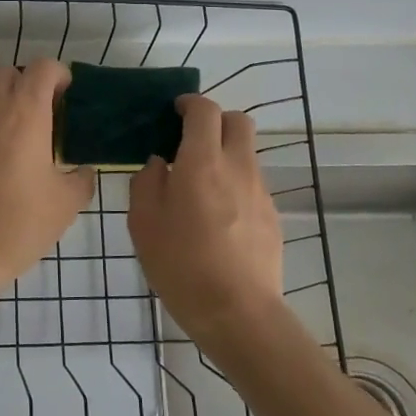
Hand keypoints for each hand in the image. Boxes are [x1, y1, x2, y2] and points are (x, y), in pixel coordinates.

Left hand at [0, 59, 96, 292]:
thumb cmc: (19, 223)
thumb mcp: (66, 204)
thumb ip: (80, 179)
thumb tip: (82, 172)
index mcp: (25, 112)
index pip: (41, 67)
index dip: (58, 74)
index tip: (66, 95)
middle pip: (6, 72)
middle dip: (26, 83)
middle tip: (42, 114)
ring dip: (1, 102)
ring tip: (17, 135)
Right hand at [128, 95, 285, 357]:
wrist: (238, 313)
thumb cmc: (181, 264)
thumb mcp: (143, 222)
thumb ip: (147, 182)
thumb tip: (160, 163)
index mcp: (202, 161)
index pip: (205, 110)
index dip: (190, 103)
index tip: (174, 112)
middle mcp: (237, 167)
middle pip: (238, 121)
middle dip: (216, 121)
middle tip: (190, 141)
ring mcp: (260, 192)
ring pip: (247, 153)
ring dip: (225, 154)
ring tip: (200, 185)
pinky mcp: (273, 217)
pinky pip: (252, 184)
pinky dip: (235, 184)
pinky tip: (218, 218)